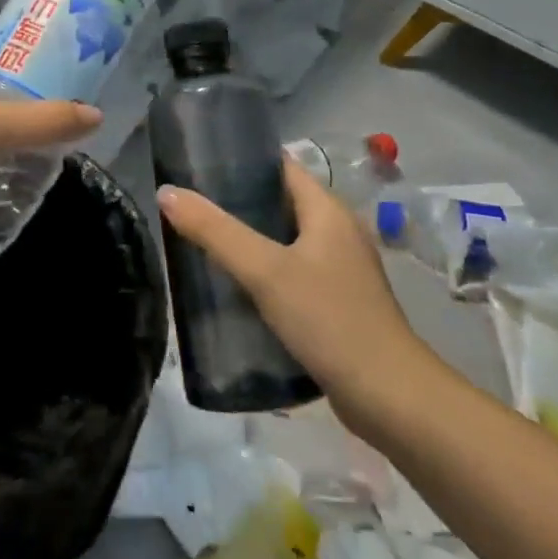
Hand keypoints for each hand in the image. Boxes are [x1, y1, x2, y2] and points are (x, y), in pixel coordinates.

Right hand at [156, 158, 439, 437]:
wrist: (390, 398)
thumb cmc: (329, 320)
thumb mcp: (265, 271)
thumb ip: (215, 231)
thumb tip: (167, 192)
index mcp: (328, 210)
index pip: (281, 167)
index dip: (242, 161)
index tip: (198, 165)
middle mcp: (337, 232)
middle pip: (280, 203)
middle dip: (236, 204)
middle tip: (190, 208)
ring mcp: (340, 270)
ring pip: (284, 241)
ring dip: (247, 241)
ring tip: (200, 243)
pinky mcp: (336, 304)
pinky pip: (291, 274)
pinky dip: (262, 273)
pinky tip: (232, 288)